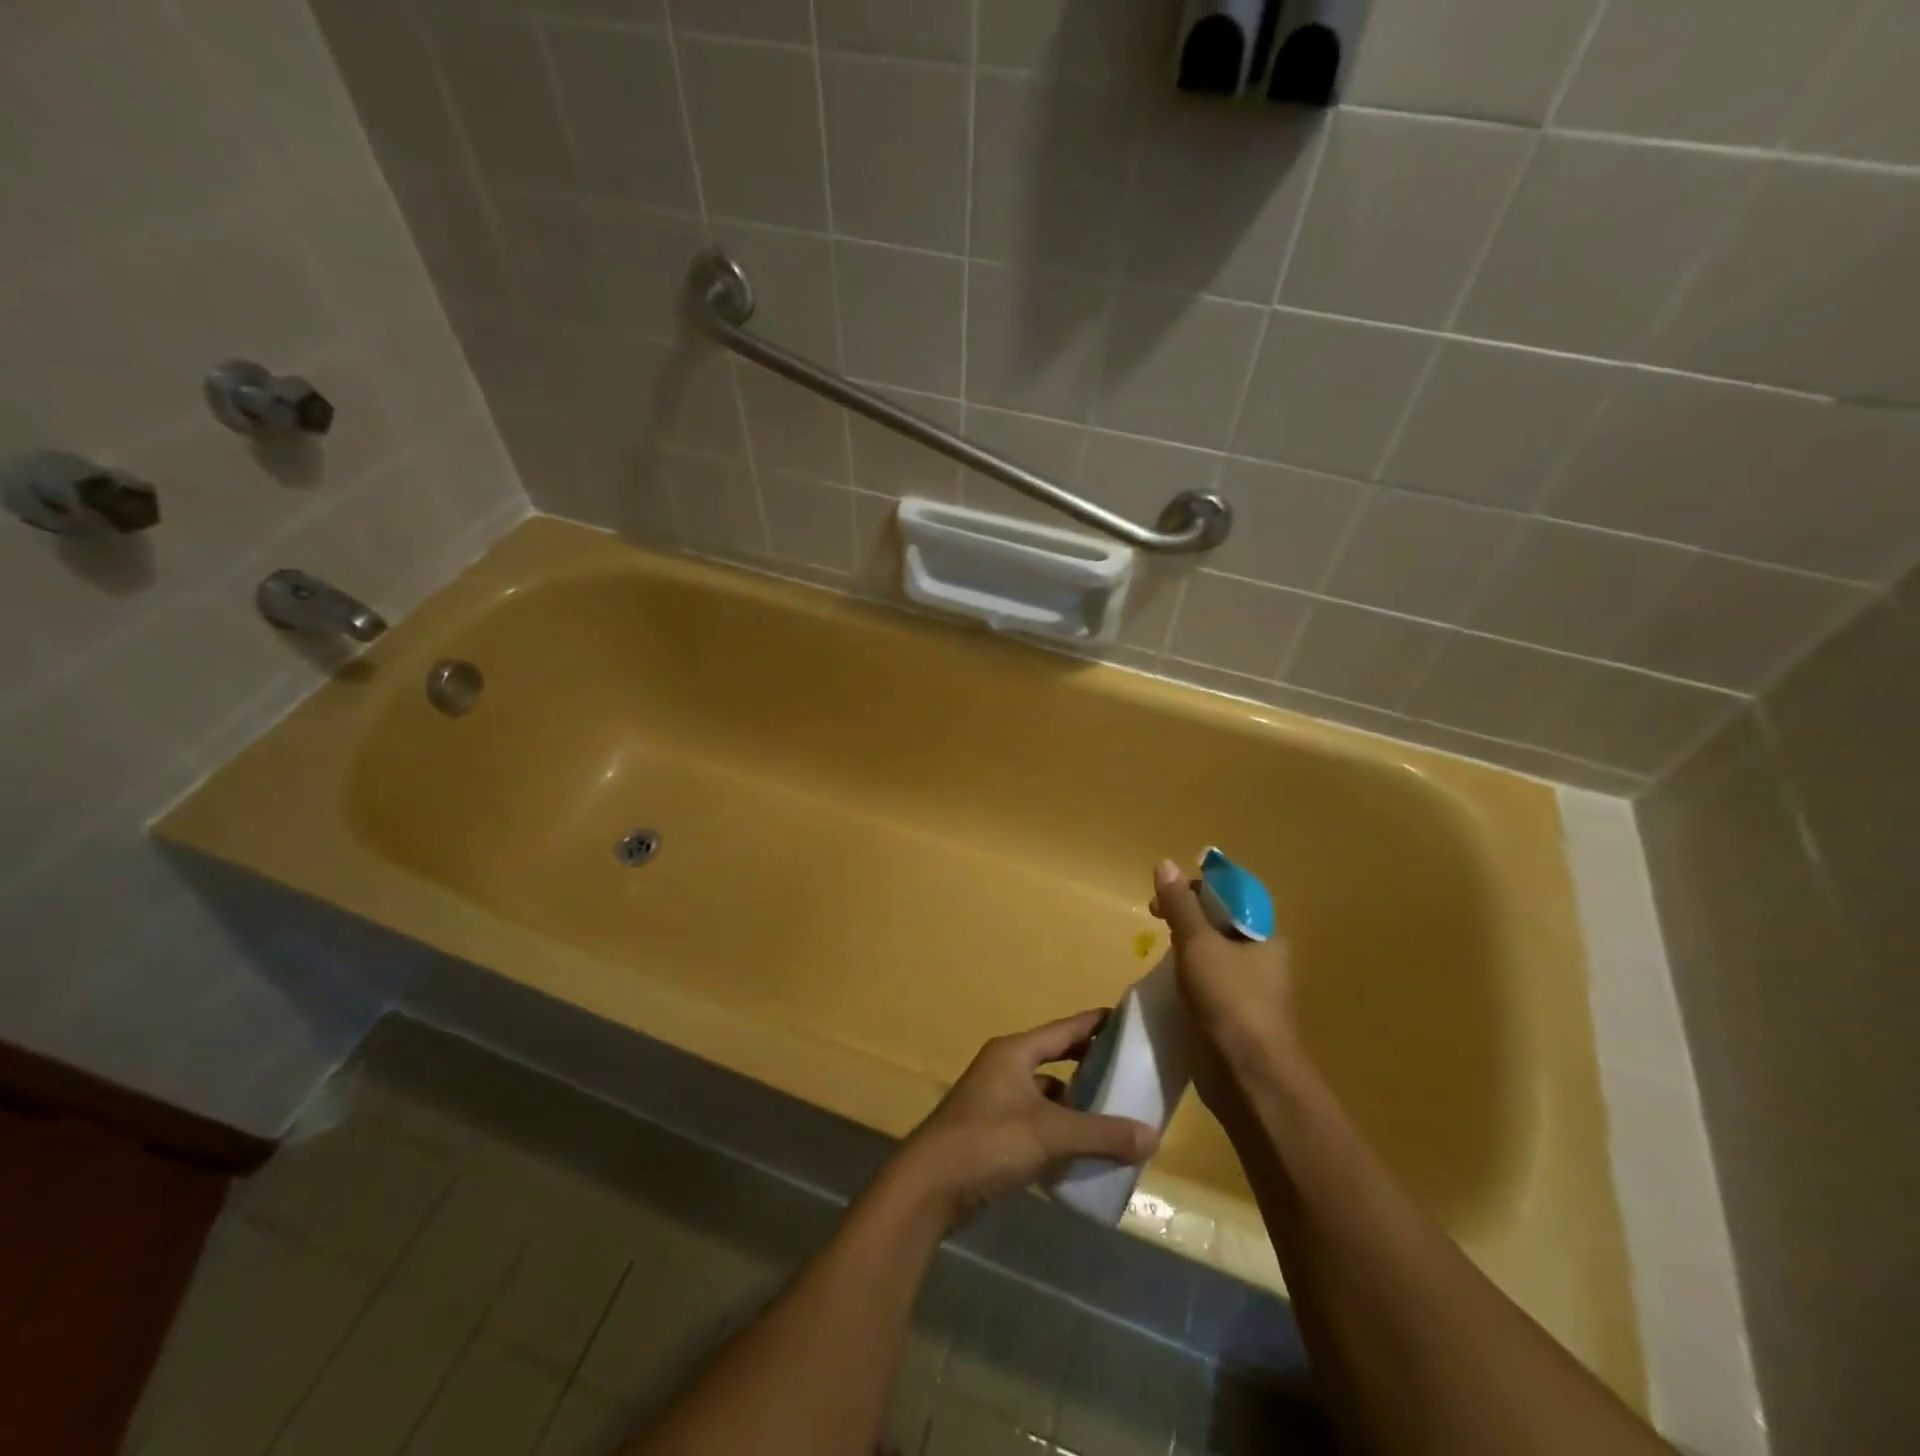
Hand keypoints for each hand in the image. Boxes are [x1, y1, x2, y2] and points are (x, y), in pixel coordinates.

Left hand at [889, 1011, 1158, 1225]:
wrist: (930, 1187)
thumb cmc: (987, 1142)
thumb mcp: (1049, 1134)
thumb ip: (1100, 1134)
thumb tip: (1153, 1136)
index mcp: (1014, 1052)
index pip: (1063, 1030)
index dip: (1094, 1024)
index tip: (1126, 1020)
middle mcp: (1004, 1068)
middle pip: (1054, 1059)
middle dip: (1088, 1065)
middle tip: (1127, 1071)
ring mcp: (995, 1100)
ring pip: (1045, 1093)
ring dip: (1074, 1103)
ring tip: (1112, 1115)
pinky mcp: (992, 1132)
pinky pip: (1035, 1121)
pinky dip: (1058, 1130)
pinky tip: (1082, 1150)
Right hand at [1150, 858, 1301, 1096]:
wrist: (1250, 1078)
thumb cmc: (1230, 1000)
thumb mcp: (1198, 944)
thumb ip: (1181, 905)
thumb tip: (1165, 862)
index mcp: (1265, 936)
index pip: (1230, 896)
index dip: (1196, 889)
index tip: (1165, 898)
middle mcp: (1263, 959)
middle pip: (1219, 923)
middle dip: (1185, 918)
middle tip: (1155, 922)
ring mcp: (1251, 991)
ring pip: (1212, 955)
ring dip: (1184, 950)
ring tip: (1158, 956)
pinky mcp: (1236, 1018)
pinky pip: (1208, 985)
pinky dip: (1187, 979)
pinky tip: (1168, 987)